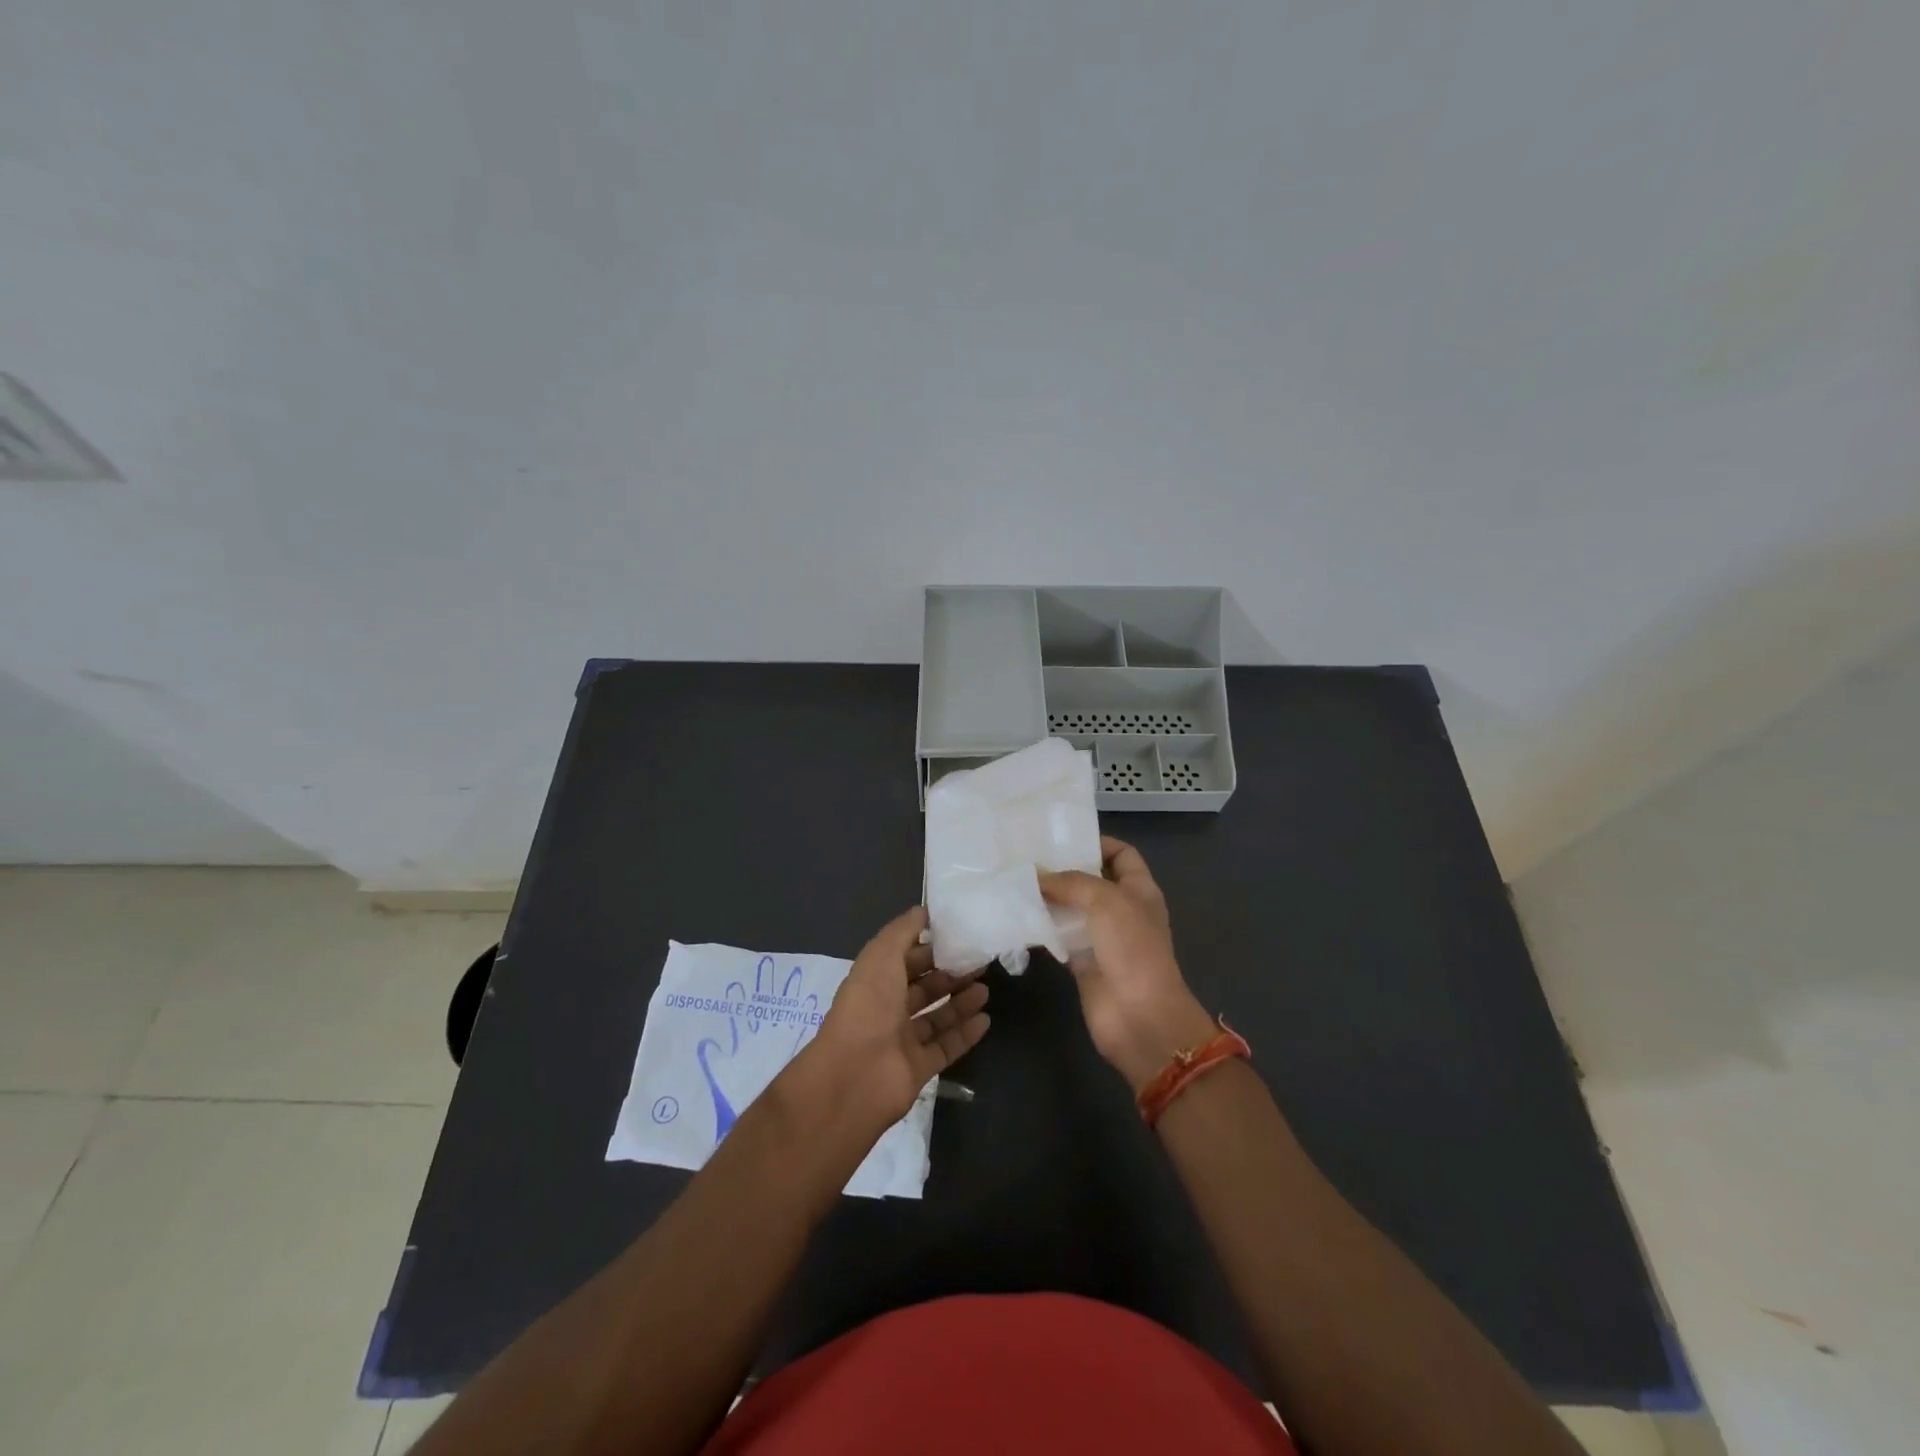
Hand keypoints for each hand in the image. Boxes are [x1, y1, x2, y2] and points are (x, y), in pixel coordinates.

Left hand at [795, 906, 990, 1130]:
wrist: (854, 1076)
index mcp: (875, 980)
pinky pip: (946, 1048)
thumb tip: (923, 911)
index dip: (930, 948)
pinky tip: (985, 1020)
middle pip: (924, 988)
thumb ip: (903, 930)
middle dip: (950, 974)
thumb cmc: (868, 1006)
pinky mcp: (917, 1069)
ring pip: (937, 1017)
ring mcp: (902, 1041)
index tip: (960, 937)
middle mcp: (887, 1009)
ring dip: (961, 1002)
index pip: (906, 959)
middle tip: (981, 963)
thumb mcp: (882, 955)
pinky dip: (965, 1034)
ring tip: (986, 989)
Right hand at [1040, 837, 1215, 1092]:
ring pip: (1071, 908)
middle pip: (1091, 880)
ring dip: (1047, 898)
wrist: (1139, 1016)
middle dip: (1063, 869)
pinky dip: (1041, 927)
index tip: (1061, 838)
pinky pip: (1058, 937)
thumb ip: (1070, 882)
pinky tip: (1016, 914)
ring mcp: (1102, 937)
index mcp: (1139, 889)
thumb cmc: (1132, 949)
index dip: (1097, 842)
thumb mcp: (1106, 901)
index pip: (1122, 854)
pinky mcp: (1082, 962)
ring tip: (1014, 880)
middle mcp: (1121, 909)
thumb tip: (1036, 876)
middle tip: (1026, 856)